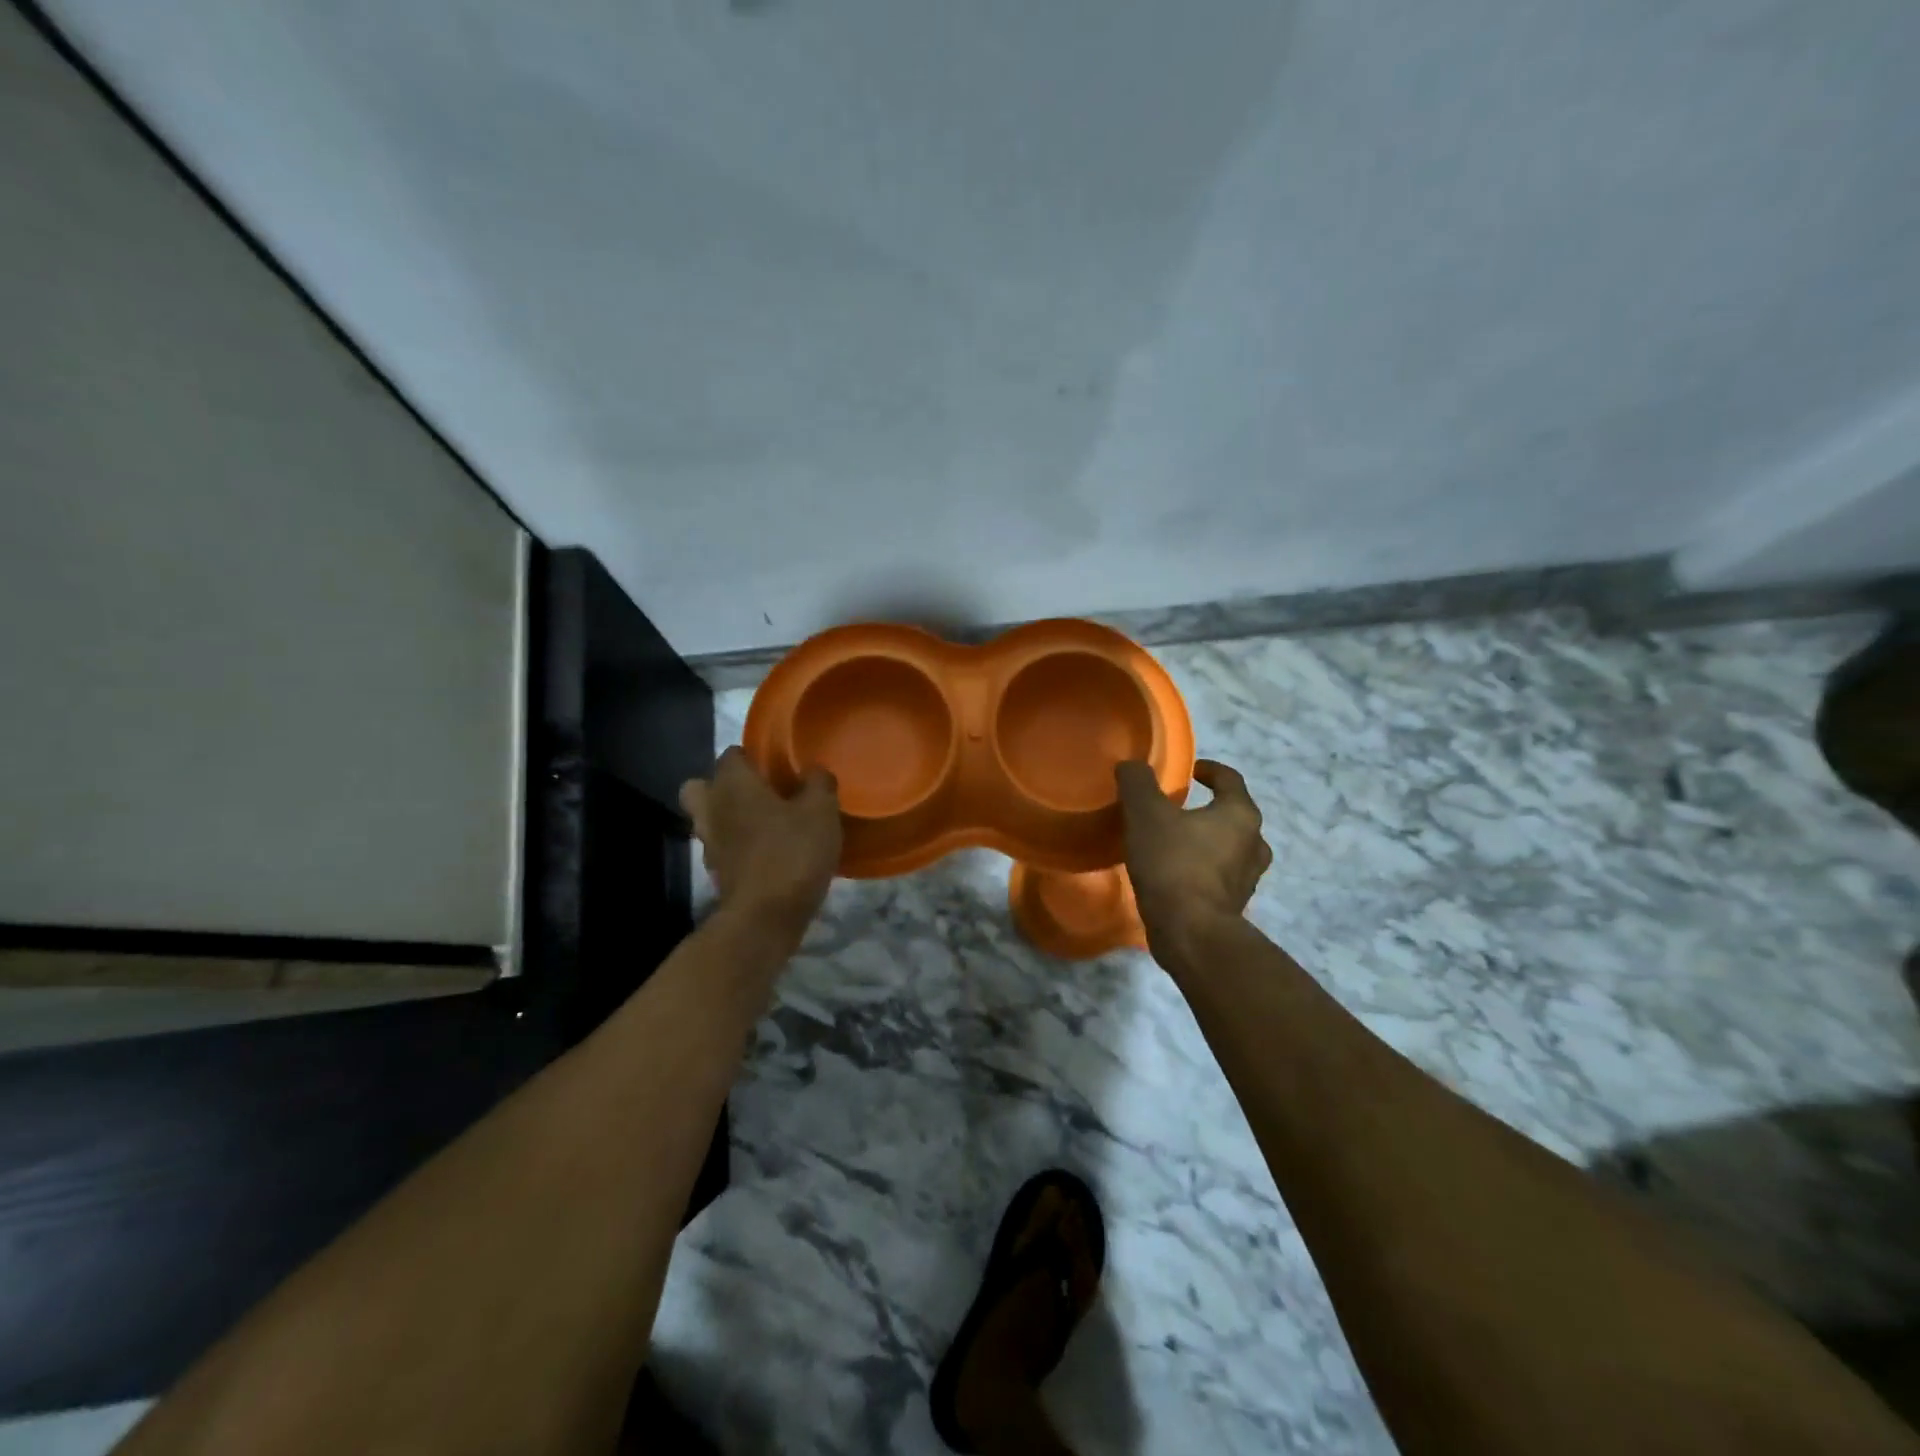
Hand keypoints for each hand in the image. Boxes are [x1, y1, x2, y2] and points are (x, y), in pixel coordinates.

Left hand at [680, 747, 841, 944]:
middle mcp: (712, 809)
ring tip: (766, 824)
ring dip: (730, 818)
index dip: (754, 756)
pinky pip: (722, 848)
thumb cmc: (792, 853)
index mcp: (732, 784)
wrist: (765, 917)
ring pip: (709, 819)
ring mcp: (709, 844)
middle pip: (702, 786)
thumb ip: (818, 783)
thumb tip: (814, 771)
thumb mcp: (821, 811)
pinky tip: (768, 853)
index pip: (732, 754)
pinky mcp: (716, 873)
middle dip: (724, 786)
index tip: (778, 766)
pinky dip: (737, 847)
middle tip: (759, 792)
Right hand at [1115, 758, 1271, 961]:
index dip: (1209, 770)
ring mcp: (1248, 878)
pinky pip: (1219, 877)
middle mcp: (1254, 843)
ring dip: (1206, 842)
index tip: (1189, 771)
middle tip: (1177, 809)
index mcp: (1240, 814)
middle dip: (1208, 808)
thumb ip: (1138, 783)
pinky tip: (1175, 875)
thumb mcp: (1146, 814)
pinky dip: (1202, 870)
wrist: (1190, 933)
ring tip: (1175, 843)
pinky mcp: (1234, 905)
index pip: (1230, 778)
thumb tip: (1132, 765)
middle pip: (1233, 814)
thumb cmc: (1173, 864)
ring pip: (1229, 848)